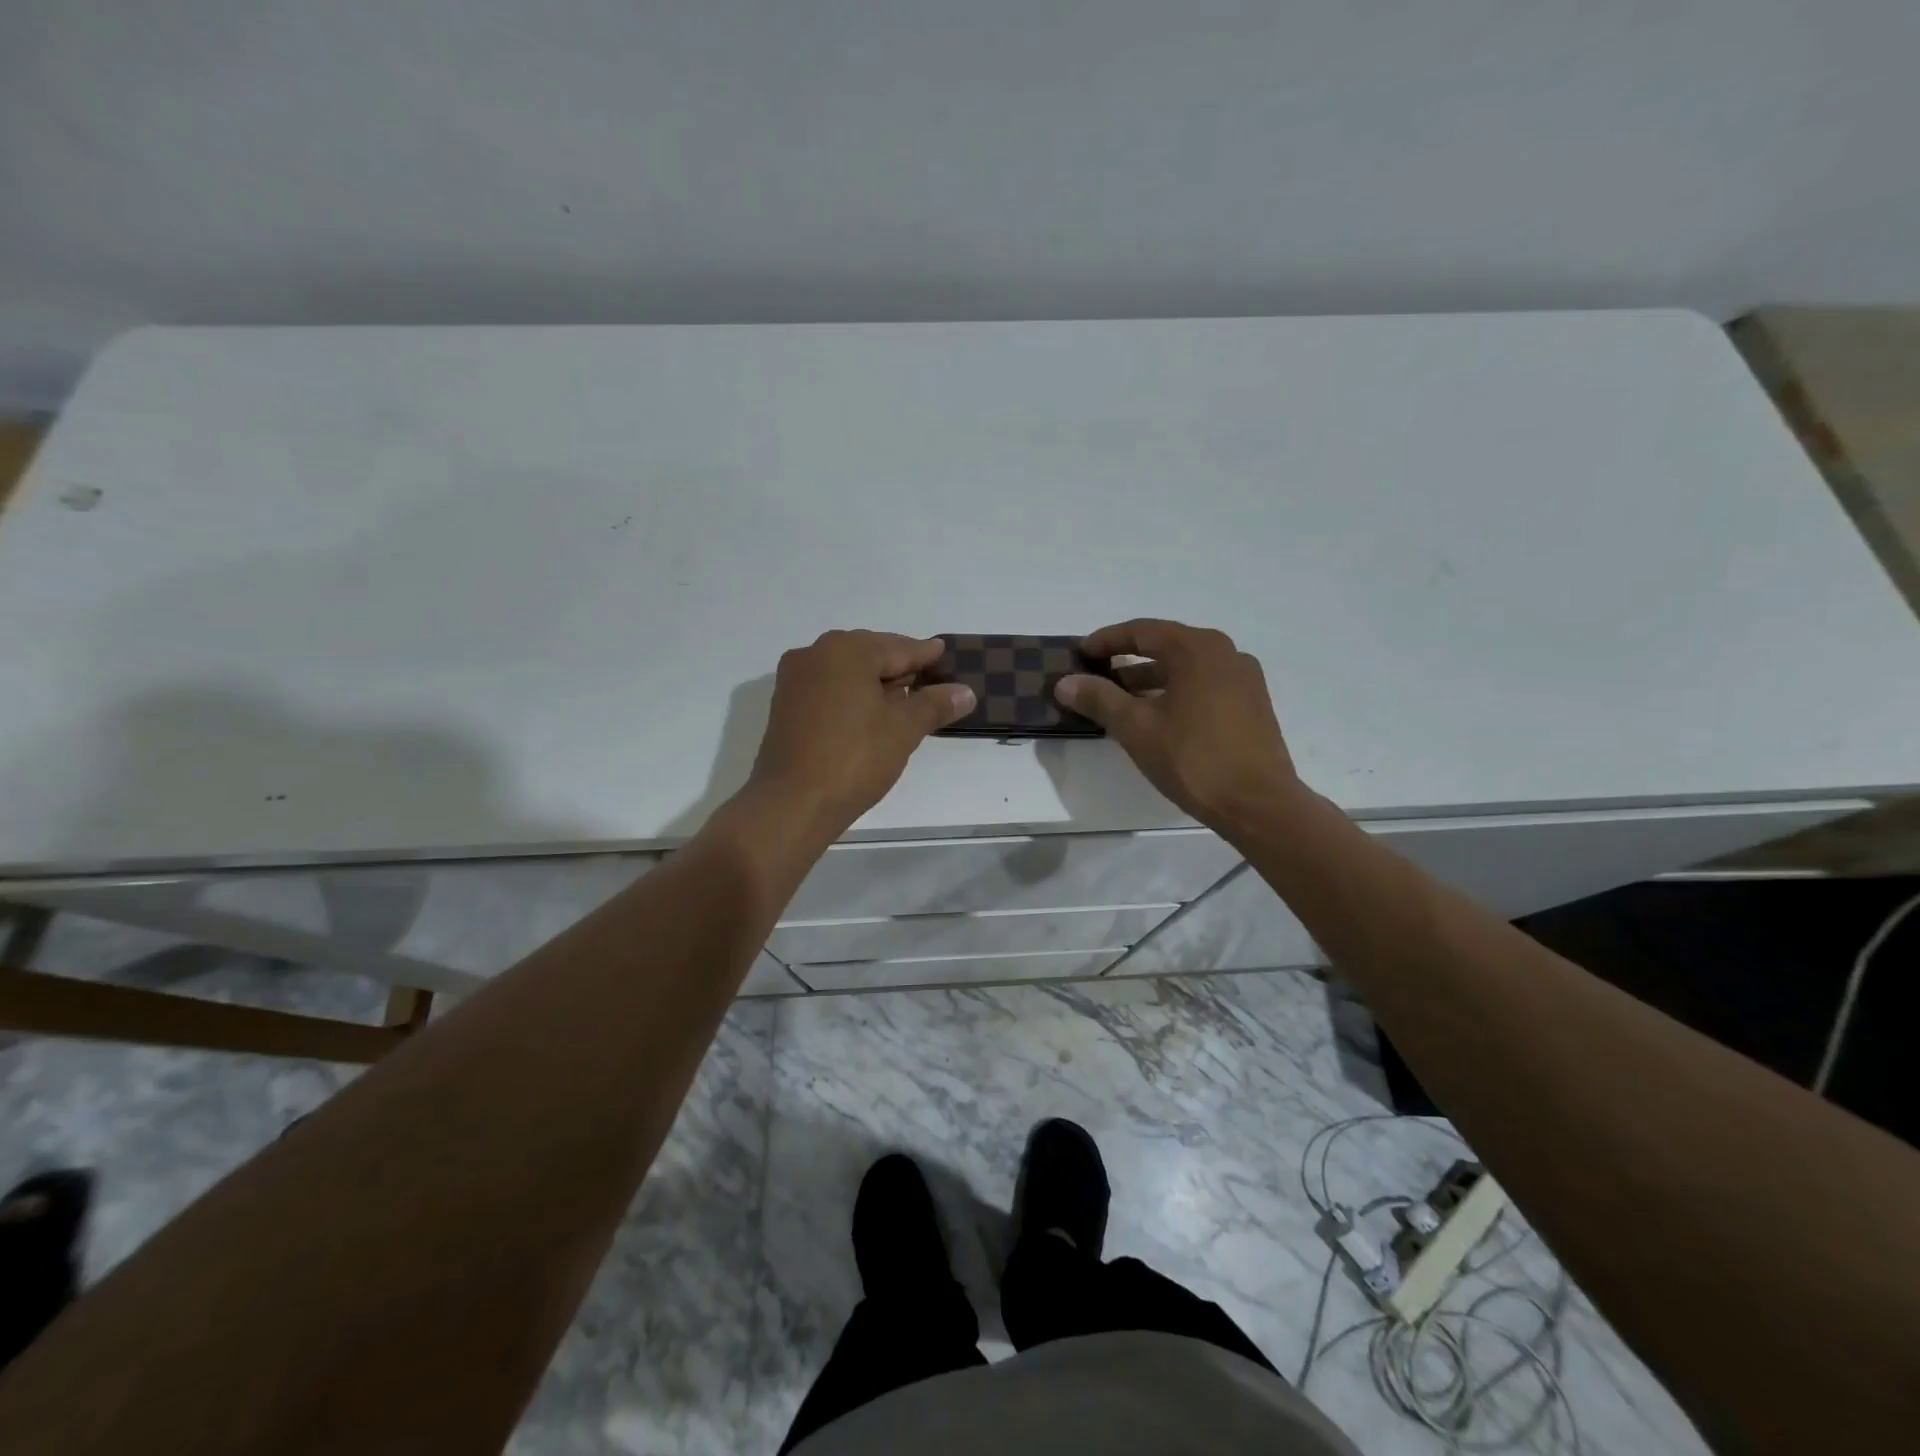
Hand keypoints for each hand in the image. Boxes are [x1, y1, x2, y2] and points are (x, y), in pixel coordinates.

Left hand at [746, 630, 974, 835]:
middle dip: (899, 668)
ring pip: (847, 671)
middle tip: (929, 682)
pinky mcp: (786, 705)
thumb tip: (966, 692)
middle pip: (870, 654)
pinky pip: (828, 688)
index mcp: (846, 650)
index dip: (925, 654)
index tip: (944, 653)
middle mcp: (815, 654)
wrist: (792, 804)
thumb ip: (935, 704)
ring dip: (875, 683)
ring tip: (904, 701)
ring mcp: (795, 679)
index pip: (898, 647)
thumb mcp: (903, 730)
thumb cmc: (854, 759)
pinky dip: (852, 695)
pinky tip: (870, 714)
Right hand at [1055, 619, 1301, 828]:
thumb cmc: (1193, 759)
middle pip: (1166, 646)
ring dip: (1150, 679)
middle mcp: (1225, 653)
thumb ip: (1099, 699)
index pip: (1143, 631)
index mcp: (1198, 649)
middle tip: (1096, 674)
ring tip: (1119, 700)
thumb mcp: (1137, 728)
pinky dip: (1175, 692)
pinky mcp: (1252, 705)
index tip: (1081, 652)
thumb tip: (1065, 682)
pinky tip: (1156, 717)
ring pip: (1186, 669)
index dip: (1107, 640)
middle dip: (1127, 659)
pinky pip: (1204, 685)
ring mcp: (1244, 679)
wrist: (1258, 804)